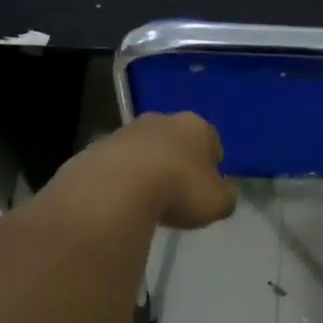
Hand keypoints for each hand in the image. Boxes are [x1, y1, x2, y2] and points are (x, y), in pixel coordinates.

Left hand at [60, 112, 237, 229]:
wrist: (115, 188)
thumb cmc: (178, 190)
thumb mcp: (218, 202)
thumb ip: (226, 195)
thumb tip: (224, 191)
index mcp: (196, 126)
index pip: (212, 141)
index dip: (211, 165)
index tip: (205, 188)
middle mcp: (161, 120)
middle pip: (175, 140)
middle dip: (177, 161)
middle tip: (177, 193)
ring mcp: (126, 131)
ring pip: (143, 149)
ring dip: (146, 168)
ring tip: (146, 200)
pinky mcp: (96, 147)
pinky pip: (116, 164)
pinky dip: (119, 179)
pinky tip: (119, 201)